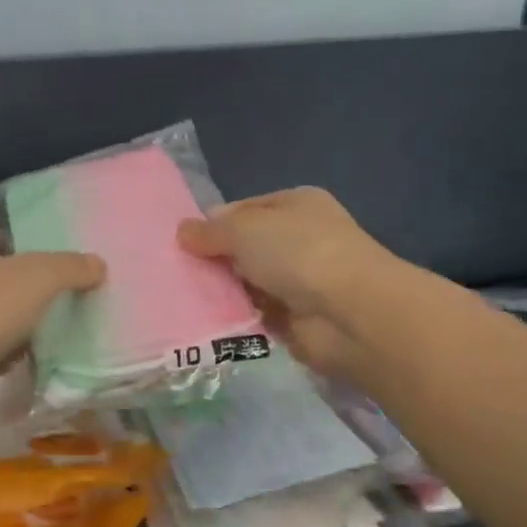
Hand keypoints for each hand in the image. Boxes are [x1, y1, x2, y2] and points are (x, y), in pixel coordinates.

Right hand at [177, 188, 396, 375]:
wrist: (349, 313)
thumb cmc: (298, 252)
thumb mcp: (244, 229)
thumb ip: (210, 231)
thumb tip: (183, 232)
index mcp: (296, 204)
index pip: (246, 209)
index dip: (215, 223)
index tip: (182, 242)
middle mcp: (301, 239)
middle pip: (246, 248)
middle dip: (216, 260)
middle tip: (177, 273)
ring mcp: (302, 280)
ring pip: (249, 283)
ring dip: (224, 292)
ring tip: (184, 299)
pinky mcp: (298, 319)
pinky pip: (257, 315)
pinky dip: (237, 319)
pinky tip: (208, 322)